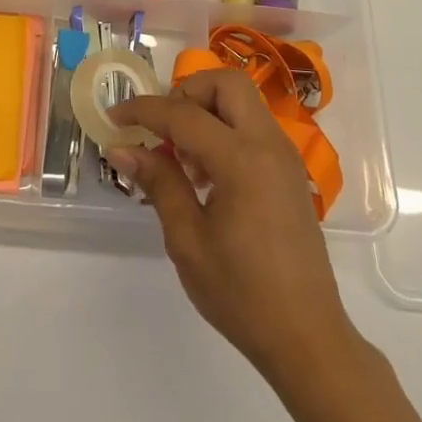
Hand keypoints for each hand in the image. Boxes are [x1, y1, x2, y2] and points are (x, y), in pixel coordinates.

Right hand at [109, 70, 359, 387]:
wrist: (307, 338)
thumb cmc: (242, 294)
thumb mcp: (188, 240)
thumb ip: (158, 183)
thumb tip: (122, 148)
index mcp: (242, 160)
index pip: (183, 114)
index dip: (143, 110)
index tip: (114, 117)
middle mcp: (268, 144)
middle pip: (226, 83)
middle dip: (186, 92)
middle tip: (162, 129)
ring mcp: (284, 156)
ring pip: (242, 100)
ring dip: (207, 111)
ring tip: (182, 159)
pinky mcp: (289, 171)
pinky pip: (253, 126)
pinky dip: (225, 129)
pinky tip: (206, 175)